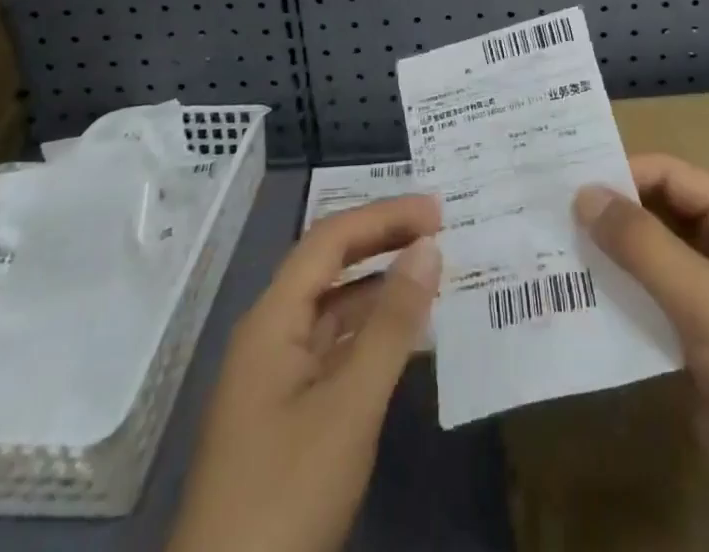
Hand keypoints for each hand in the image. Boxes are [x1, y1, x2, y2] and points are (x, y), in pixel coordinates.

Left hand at [167, 195, 441, 551]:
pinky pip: (333, 349)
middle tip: (439, 231)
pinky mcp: (285, 416)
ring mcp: (274, 378)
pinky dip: (369, 332)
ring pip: (332, 309)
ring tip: (430, 275)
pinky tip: (403, 339)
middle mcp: (269, 335)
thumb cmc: (285, 496)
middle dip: (381, 241)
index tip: (438, 212)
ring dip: (378, 286)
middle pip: (328, 266)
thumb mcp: (350, 407)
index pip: (330, 239)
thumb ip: (391, 323)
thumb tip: (428, 247)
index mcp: (272, 319)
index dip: (383, 217)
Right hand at [575, 154, 708, 551]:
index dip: (627, 174)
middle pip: (662, 213)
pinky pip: (650, 298)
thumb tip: (584, 194)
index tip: (572, 180)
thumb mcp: (703, 299)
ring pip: (652, 256)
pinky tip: (579, 295)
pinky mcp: (696, 337)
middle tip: (554, 210)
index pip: (676, 178)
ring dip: (611, 253)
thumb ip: (643, 245)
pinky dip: (619, 292)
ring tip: (555, 247)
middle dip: (614, 212)